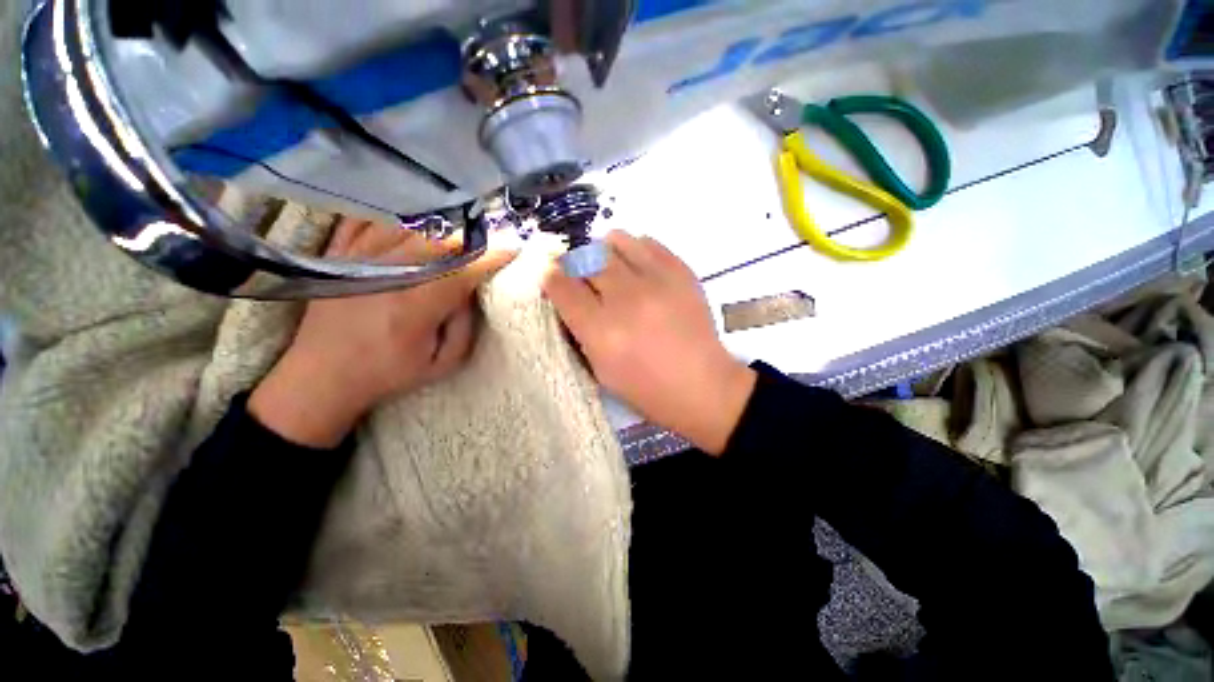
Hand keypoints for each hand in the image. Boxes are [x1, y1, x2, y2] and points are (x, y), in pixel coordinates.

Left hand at [249, 219, 515, 447]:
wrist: (322, 375)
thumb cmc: (389, 372)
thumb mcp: (442, 364)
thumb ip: (465, 327)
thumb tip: (471, 290)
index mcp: (414, 306)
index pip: (462, 270)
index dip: (491, 256)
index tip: (513, 246)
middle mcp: (386, 274)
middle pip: (437, 239)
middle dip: (472, 234)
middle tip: (492, 233)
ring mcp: (358, 259)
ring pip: (406, 224)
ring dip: (440, 222)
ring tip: (461, 225)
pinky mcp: (338, 254)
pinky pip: (368, 219)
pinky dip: (395, 215)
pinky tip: (414, 218)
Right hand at [542, 231, 755, 454]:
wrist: (703, 386)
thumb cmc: (648, 389)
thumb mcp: (602, 372)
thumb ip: (581, 332)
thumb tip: (569, 299)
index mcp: (601, 331)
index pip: (562, 287)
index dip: (552, 278)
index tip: (554, 279)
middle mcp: (625, 299)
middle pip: (586, 259)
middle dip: (576, 264)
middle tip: (582, 276)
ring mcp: (656, 281)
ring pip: (616, 241)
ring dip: (604, 251)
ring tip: (609, 266)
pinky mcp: (681, 272)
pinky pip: (648, 243)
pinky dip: (635, 249)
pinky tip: (637, 267)